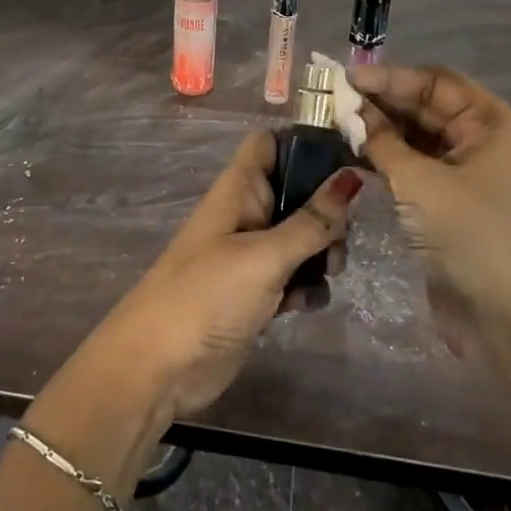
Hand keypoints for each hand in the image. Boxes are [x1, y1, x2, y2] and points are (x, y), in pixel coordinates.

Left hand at [97, 131, 361, 417]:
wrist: (158, 367)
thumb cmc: (207, 296)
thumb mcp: (265, 255)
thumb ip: (312, 220)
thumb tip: (352, 175)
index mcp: (239, 189)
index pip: (272, 143)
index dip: (306, 143)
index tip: (347, 160)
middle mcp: (246, 214)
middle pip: (298, 192)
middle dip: (326, 213)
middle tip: (338, 241)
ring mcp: (250, 254)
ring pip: (301, 237)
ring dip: (321, 254)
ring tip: (328, 275)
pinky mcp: (256, 292)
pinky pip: (293, 275)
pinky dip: (305, 287)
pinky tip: (306, 305)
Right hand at [348, 64, 510, 347]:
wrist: (498, 314)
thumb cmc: (468, 234)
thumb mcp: (420, 182)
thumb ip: (382, 142)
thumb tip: (351, 112)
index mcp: (490, 123)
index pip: (437, 83)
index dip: (392, 77)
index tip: (348, 77)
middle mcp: (479, 139)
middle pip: (425, 106)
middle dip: (382, 101)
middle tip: (334, 98)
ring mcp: (462, 170)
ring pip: (414, 135)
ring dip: (379, 128)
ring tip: (335, 121)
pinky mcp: (444, 198)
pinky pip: (410, 163)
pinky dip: (383, 155)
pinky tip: (351, 149)